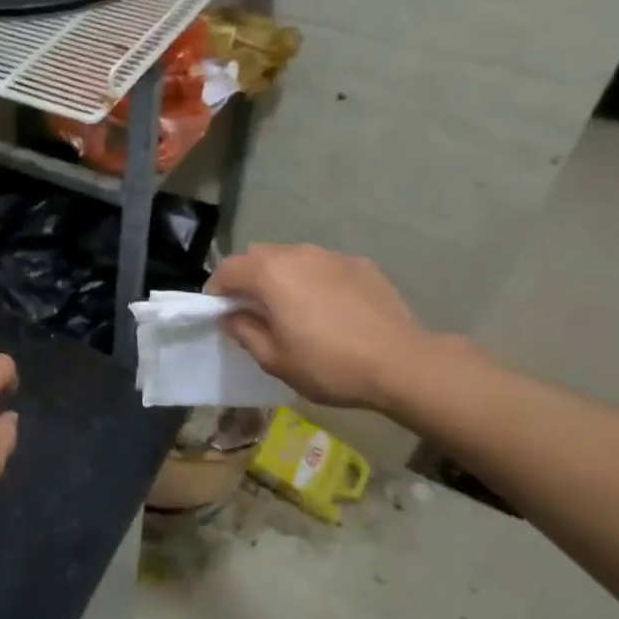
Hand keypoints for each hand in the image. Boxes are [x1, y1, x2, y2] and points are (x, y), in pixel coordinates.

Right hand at [206, 245, 435, 409]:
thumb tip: (231, 317)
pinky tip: (331, 310)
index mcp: (270, 274)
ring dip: (283, 277)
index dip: (216, 290)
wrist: (402, 363)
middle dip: (248, 279)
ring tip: (294, 309)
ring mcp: (332, 256)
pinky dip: (316, 281)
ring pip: (293, 258)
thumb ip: (245, 332)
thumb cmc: (329, 365)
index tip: (218, 312)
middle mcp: (297, 254)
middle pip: (258, 256)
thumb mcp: (275, 360)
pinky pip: (324, 267)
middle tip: (254, 310)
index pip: (227, 269)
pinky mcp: (361, 264)